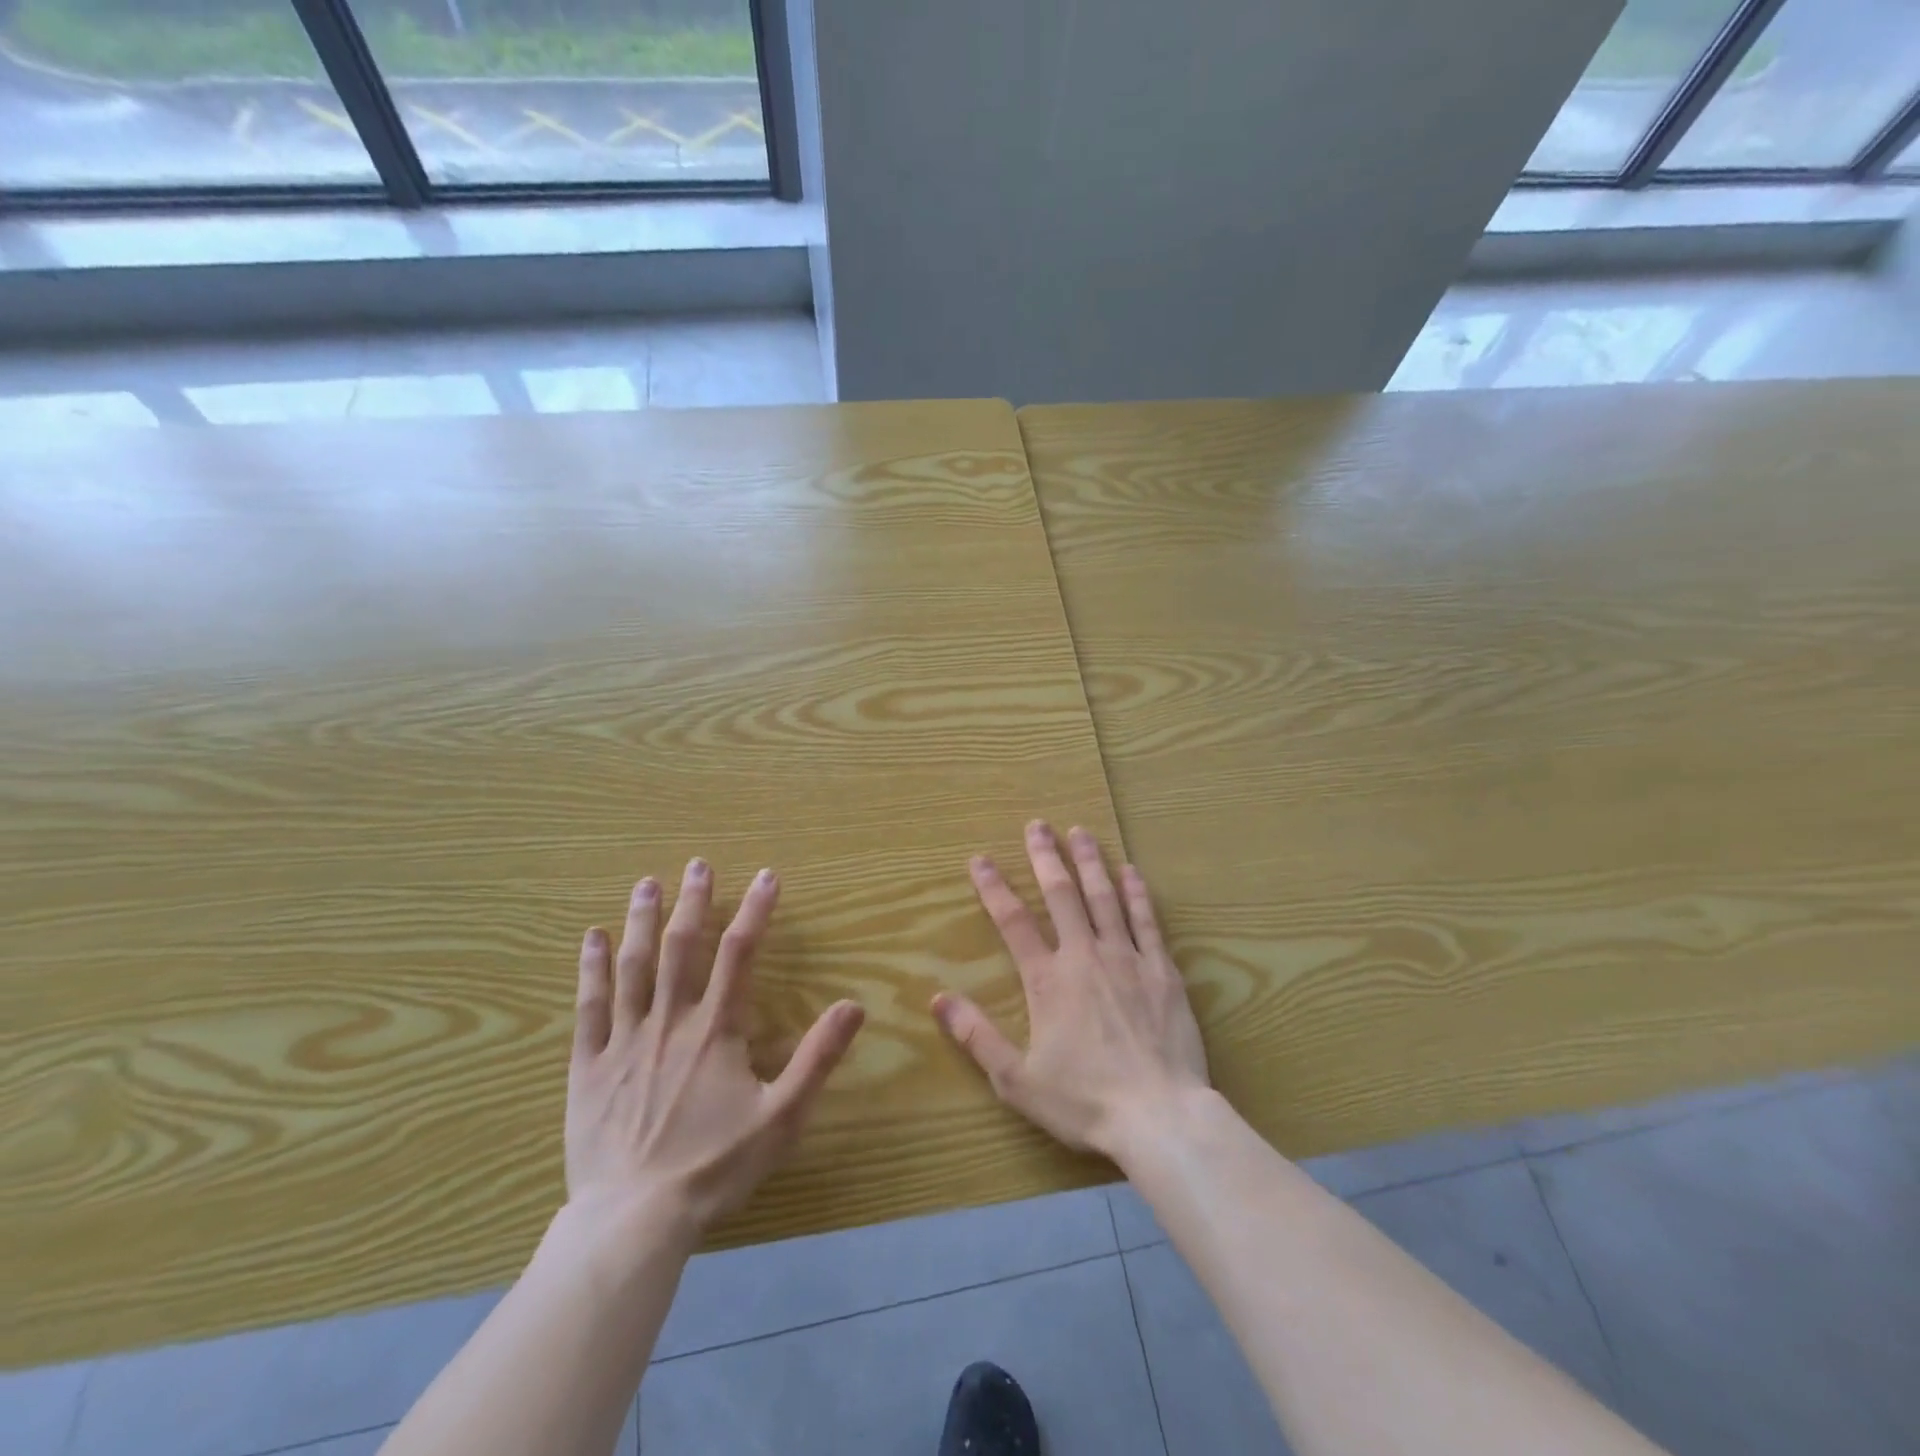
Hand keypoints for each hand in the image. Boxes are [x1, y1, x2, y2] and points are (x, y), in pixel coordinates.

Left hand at [565, 859, 865, 1244]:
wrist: (633, 1221)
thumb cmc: (713, 1168)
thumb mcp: (781, 1117)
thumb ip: (817, 1058)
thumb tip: (854, 1005)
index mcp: (715, 1031)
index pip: (739, 954)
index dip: (754, 911)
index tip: (766, 877)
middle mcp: (669, 1022)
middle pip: (682, 948)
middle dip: (693, 902)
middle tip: (698, 865)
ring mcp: (624, 1041)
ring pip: (633, 967)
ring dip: (642, 921)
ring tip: (647, 883)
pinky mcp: (588, 1066)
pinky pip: (589, 1007)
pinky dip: (591, 968)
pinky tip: (593, 938)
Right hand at [932, 821, 1209, 1159]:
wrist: (1160, 1117)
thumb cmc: (1084, 1101)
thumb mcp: (1016, 1079)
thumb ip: (977, 1036)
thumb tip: (938, 999)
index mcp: (1047, 980)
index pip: (1013, 922)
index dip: (994, 887)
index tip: (981, 859)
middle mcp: (1085, 956)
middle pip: (1061, 895)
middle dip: (1046, 857)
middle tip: (1037, 825)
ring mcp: (1127, 958)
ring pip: (1105, 897)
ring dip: (1090, 862)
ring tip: (1080, 831)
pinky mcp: (1162, 970)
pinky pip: (1147, 921)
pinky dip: (1137, 893)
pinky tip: (1130, 870)